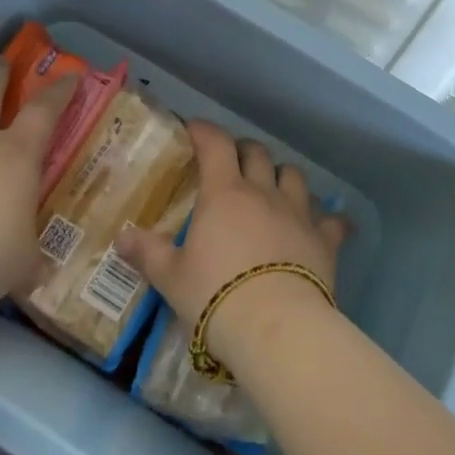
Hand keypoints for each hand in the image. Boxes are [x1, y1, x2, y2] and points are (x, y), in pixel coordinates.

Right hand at [116, 122, 348, 367]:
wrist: (275, 326)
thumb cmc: (215, 295)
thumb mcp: (171, 277)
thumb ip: (148, 253)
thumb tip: (121, 237)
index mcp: (225, 193)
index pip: (216, 144)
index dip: (204, 131)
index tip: (194, 128)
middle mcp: (263, 192)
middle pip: (257, 153)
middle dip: (244, 150)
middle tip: (232, 160)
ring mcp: (298, 212)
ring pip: (293, 175)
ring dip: (282, 175)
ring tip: (274, 186)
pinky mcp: (324, 239)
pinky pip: (333, 220)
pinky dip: (330, 219)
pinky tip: (332, 223)